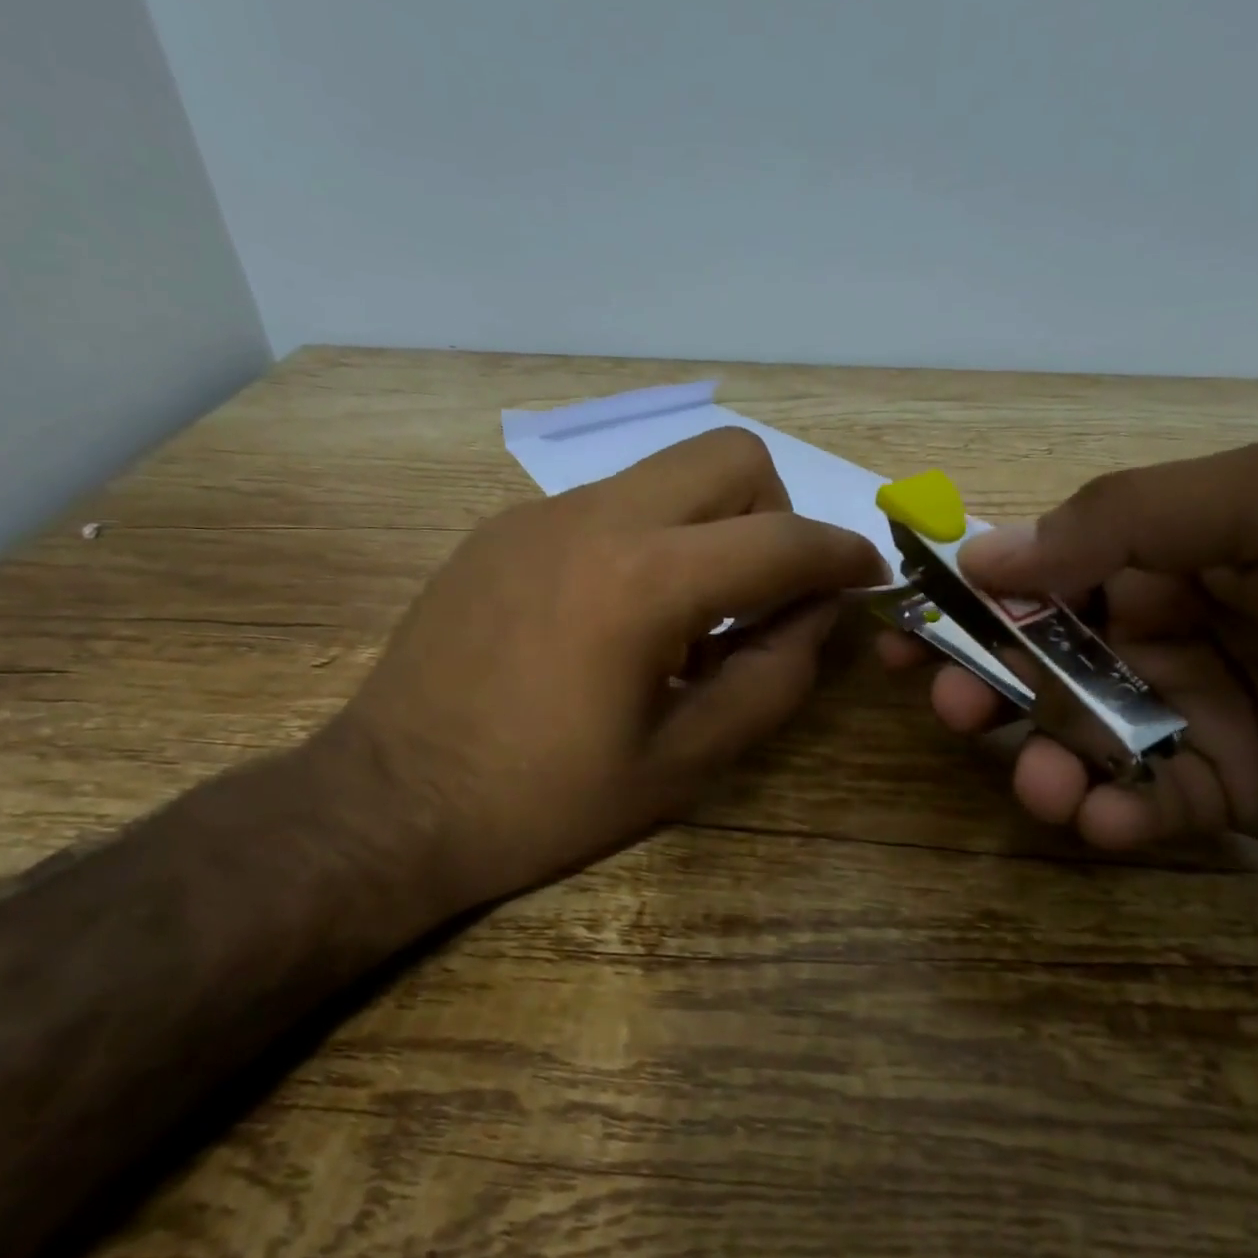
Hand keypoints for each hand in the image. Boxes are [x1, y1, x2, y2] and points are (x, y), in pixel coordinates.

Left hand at [322, 428, 884, 918]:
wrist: (390, 802)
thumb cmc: (546, 801)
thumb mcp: (685, 762)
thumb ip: (772, 678)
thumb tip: (815, 614)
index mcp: (645, 583)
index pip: (781, 539)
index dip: (842, 554)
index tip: (867, 574)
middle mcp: (595, 519)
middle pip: (729, 455)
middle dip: (774, 511)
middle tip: (764, 589)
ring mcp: (540, 514)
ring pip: (666, 473)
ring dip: (708, 527)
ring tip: (684, 617)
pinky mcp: (503, 527)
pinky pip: (608, 504)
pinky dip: (646, 540)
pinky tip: (614, 617)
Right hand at [881, 435, 1257, 867]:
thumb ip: (1120, 520)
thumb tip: (985, 559)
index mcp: (1157, 555)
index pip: (1036, 575)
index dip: (967, 600)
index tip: (909, 627)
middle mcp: (1154, 631)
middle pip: (1037, 660)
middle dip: (983, 683)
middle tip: (946, 704)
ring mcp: (1182, 713)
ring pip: (1074, 736)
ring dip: (1039, 758)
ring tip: (1039, 782)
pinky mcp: (1218, 789)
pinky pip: (1139, 802)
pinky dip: (1108, 814)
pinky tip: (1102, 820)